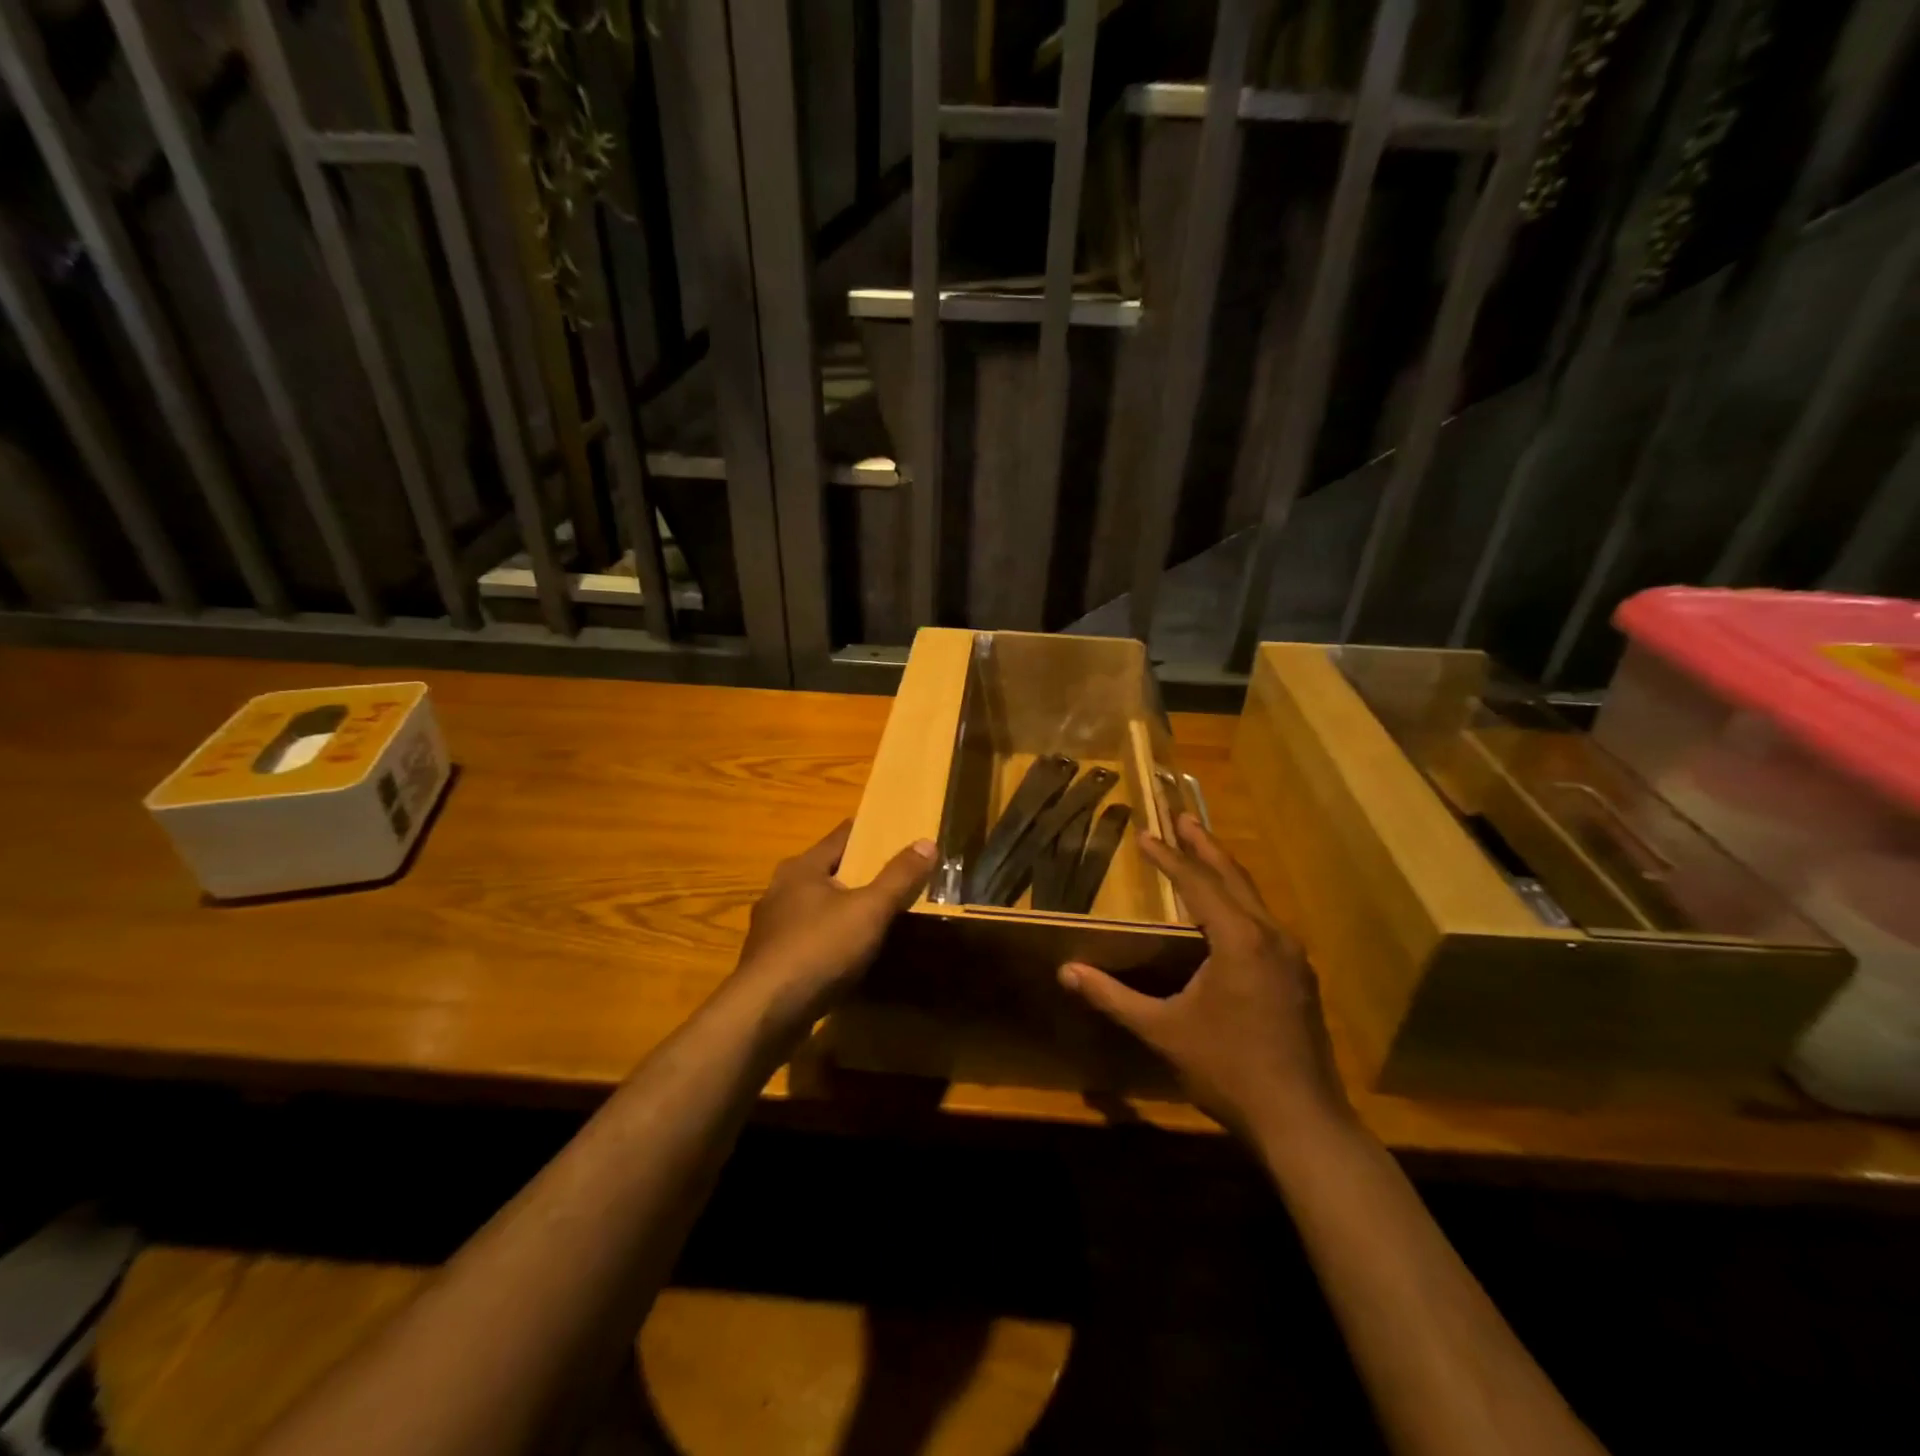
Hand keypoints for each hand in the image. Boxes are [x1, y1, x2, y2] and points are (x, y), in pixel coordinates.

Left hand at [732, 820, 933, 1022]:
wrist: (766, 1014)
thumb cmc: (819, 949)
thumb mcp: (869, 910)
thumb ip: (899, 877)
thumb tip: (927, 842)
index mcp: (801, 868)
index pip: (841, 836)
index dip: (870, 833)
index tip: (897, 834)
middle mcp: (780, 889)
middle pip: (828, 871)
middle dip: (858, 872)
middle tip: (895, 877)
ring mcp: (772, 927)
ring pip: (816, 906)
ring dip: (842, 908)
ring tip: (875, 916)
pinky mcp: (770, 960)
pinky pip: (808, 938)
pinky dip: (829, 938)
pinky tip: (847, 954)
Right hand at [1058, 814, 1347, 1138]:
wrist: (1303, 1122)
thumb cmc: (1228, 1070)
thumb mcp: (1163, 1031)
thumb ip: (1113, 997)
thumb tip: (1066, 972)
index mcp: (1239, 939)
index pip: (1197, 883)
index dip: (1168, 857)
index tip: (1144, 834)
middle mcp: (1271, 936)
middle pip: (1233, 877)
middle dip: (1204, 846)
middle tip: (1182, 817)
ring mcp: (1292, 956)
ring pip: (1254, 898)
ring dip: (1225, 871)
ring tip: (1202, 852)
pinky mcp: (1300, 977)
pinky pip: (1265, 921)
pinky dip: (1240, 901)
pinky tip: (1230, 912)